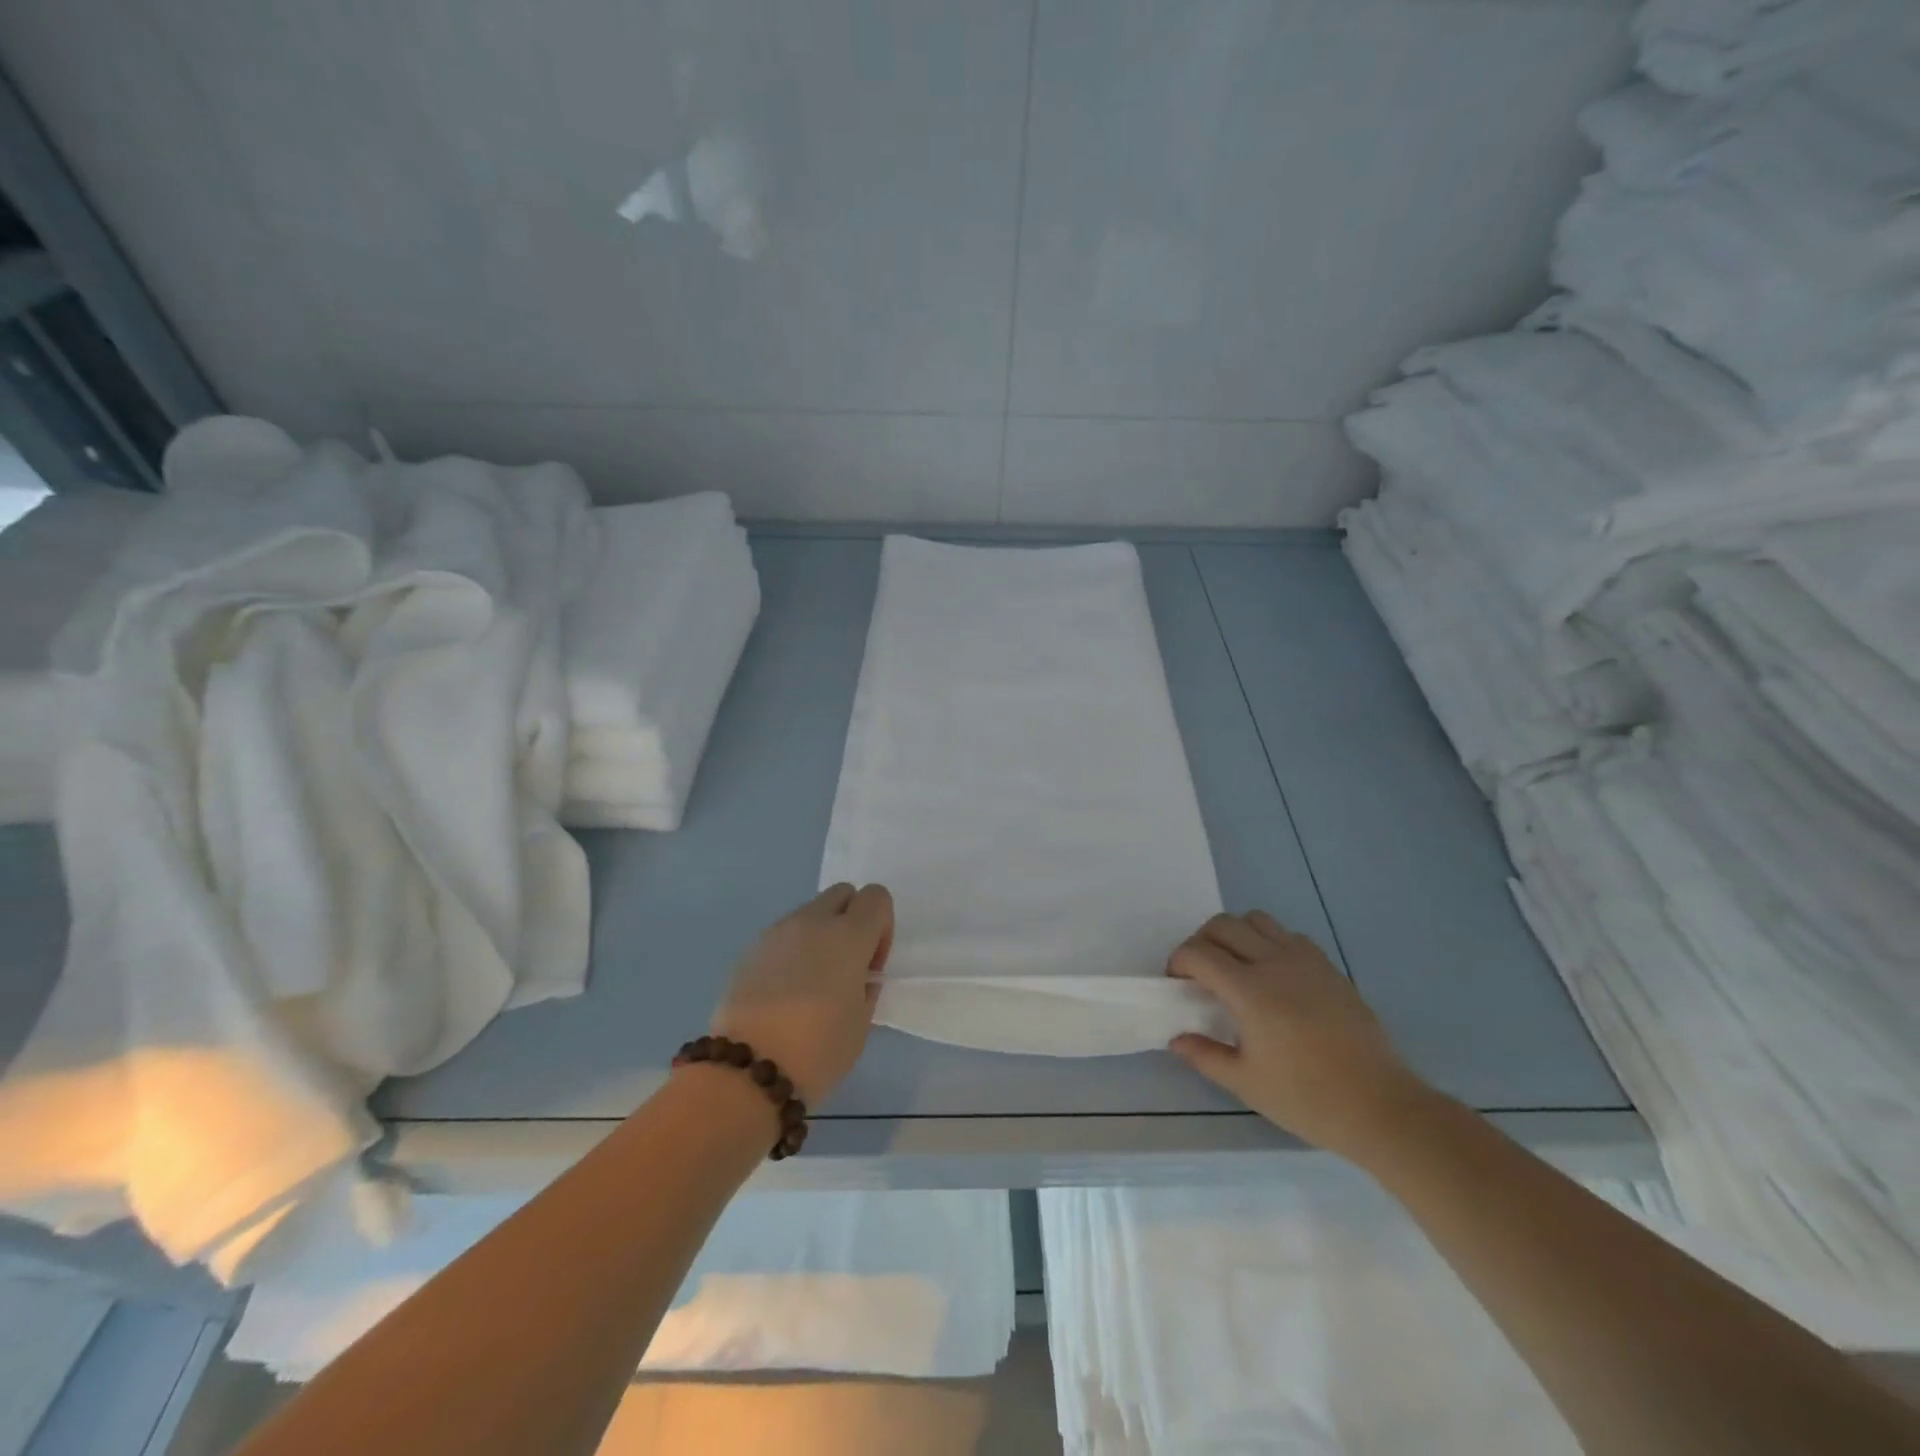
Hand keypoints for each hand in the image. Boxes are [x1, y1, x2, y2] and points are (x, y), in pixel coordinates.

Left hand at [710, 883, 894, 1104]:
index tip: (871, 965)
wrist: (748, 1071)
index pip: (877, 897)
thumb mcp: (861, 1023)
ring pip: (809, 913)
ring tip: (811, 984)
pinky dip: (792, 952)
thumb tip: (857, 976)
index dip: (882, 926)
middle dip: (851, 920)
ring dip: (820, 935)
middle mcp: (813, 922)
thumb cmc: (818, 1050)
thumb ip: (865, 987)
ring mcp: (777, 932)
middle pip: (842, 893)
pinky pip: (783, 936)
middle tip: (846, 966)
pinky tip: (784, 993)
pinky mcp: (750, 950)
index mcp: (849, 935)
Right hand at [1167, 911, 1434, 1159]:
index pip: (1198, 953)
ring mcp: (1305, 960)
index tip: (1177, 983)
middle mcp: (1274, 963)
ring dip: (1235, 934)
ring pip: (1257, 920)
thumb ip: (1205, 1055)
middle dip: (1201, 941)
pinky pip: (1288, 935)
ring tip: (1235, 966)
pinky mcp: (1328, 967)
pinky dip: (1269, 942)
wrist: (1380, 1105)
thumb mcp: (1247, 1083)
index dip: (1178, 962)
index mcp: (1249, 991)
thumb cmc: (1307, 1098)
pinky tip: (1273, 975)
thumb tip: (1176, 1039)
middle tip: (1199, 973)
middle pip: (1223, 925)